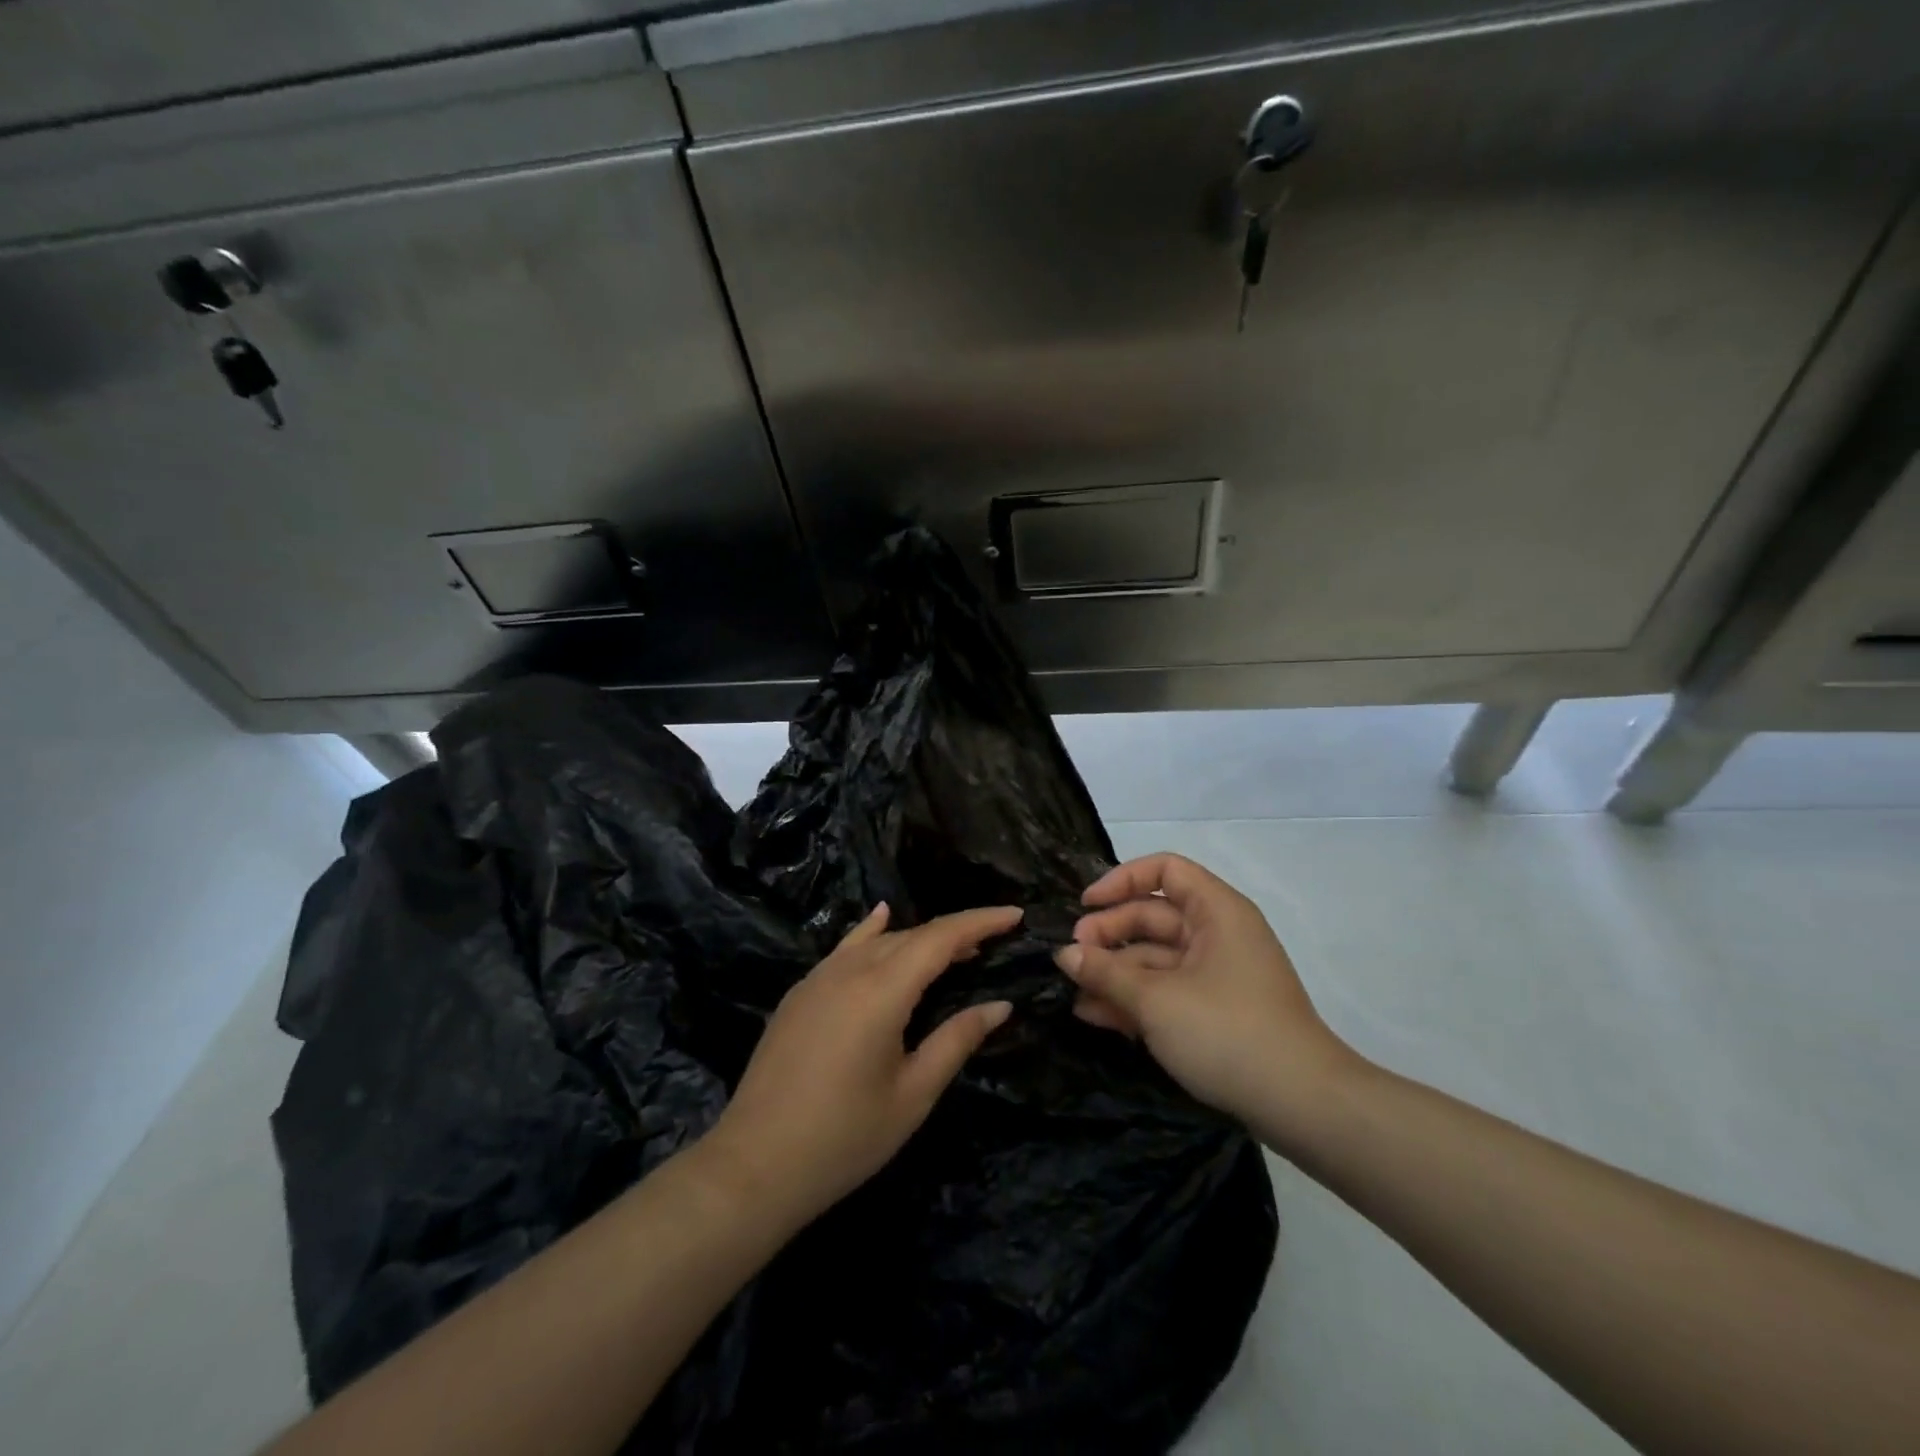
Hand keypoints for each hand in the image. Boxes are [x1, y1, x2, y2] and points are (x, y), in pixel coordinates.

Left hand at [699, 903, 1020, 1225]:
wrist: (754, 1165)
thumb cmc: (844, 1138)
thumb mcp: (912, 1095)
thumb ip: (957, 1041)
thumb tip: (999, 1005)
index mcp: (881, 991)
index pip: (941, 938)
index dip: (980, 922)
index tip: (1015, 915)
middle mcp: (849, 970)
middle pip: (912, 936)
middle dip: (955, 934)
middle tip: (992, 944)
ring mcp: (818, 978)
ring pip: (879, 941)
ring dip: (919, 939)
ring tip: (954, 949)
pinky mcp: (800, 993)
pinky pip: (845, 949)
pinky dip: (872, 933)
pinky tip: (881, 921)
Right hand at [1056, 853, 1354, 1126]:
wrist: (1302, 1106)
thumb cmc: (1227, 1032)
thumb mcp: (1156, 1000)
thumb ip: (1105, 972)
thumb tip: (1064, 953)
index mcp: (1216, 912)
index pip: (1165, 871)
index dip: (1121, 880)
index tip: (1085, 906)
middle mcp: (1217, 934)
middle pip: (1153, 916)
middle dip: (1108, 934)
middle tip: (1070, 959)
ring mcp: (1216, 975)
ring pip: (1155, 958)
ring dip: (1114, 972)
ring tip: (1073, 993)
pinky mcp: (1214, 1012)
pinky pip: (1166, 990)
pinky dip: (1133, 999)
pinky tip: (1095, 1014)